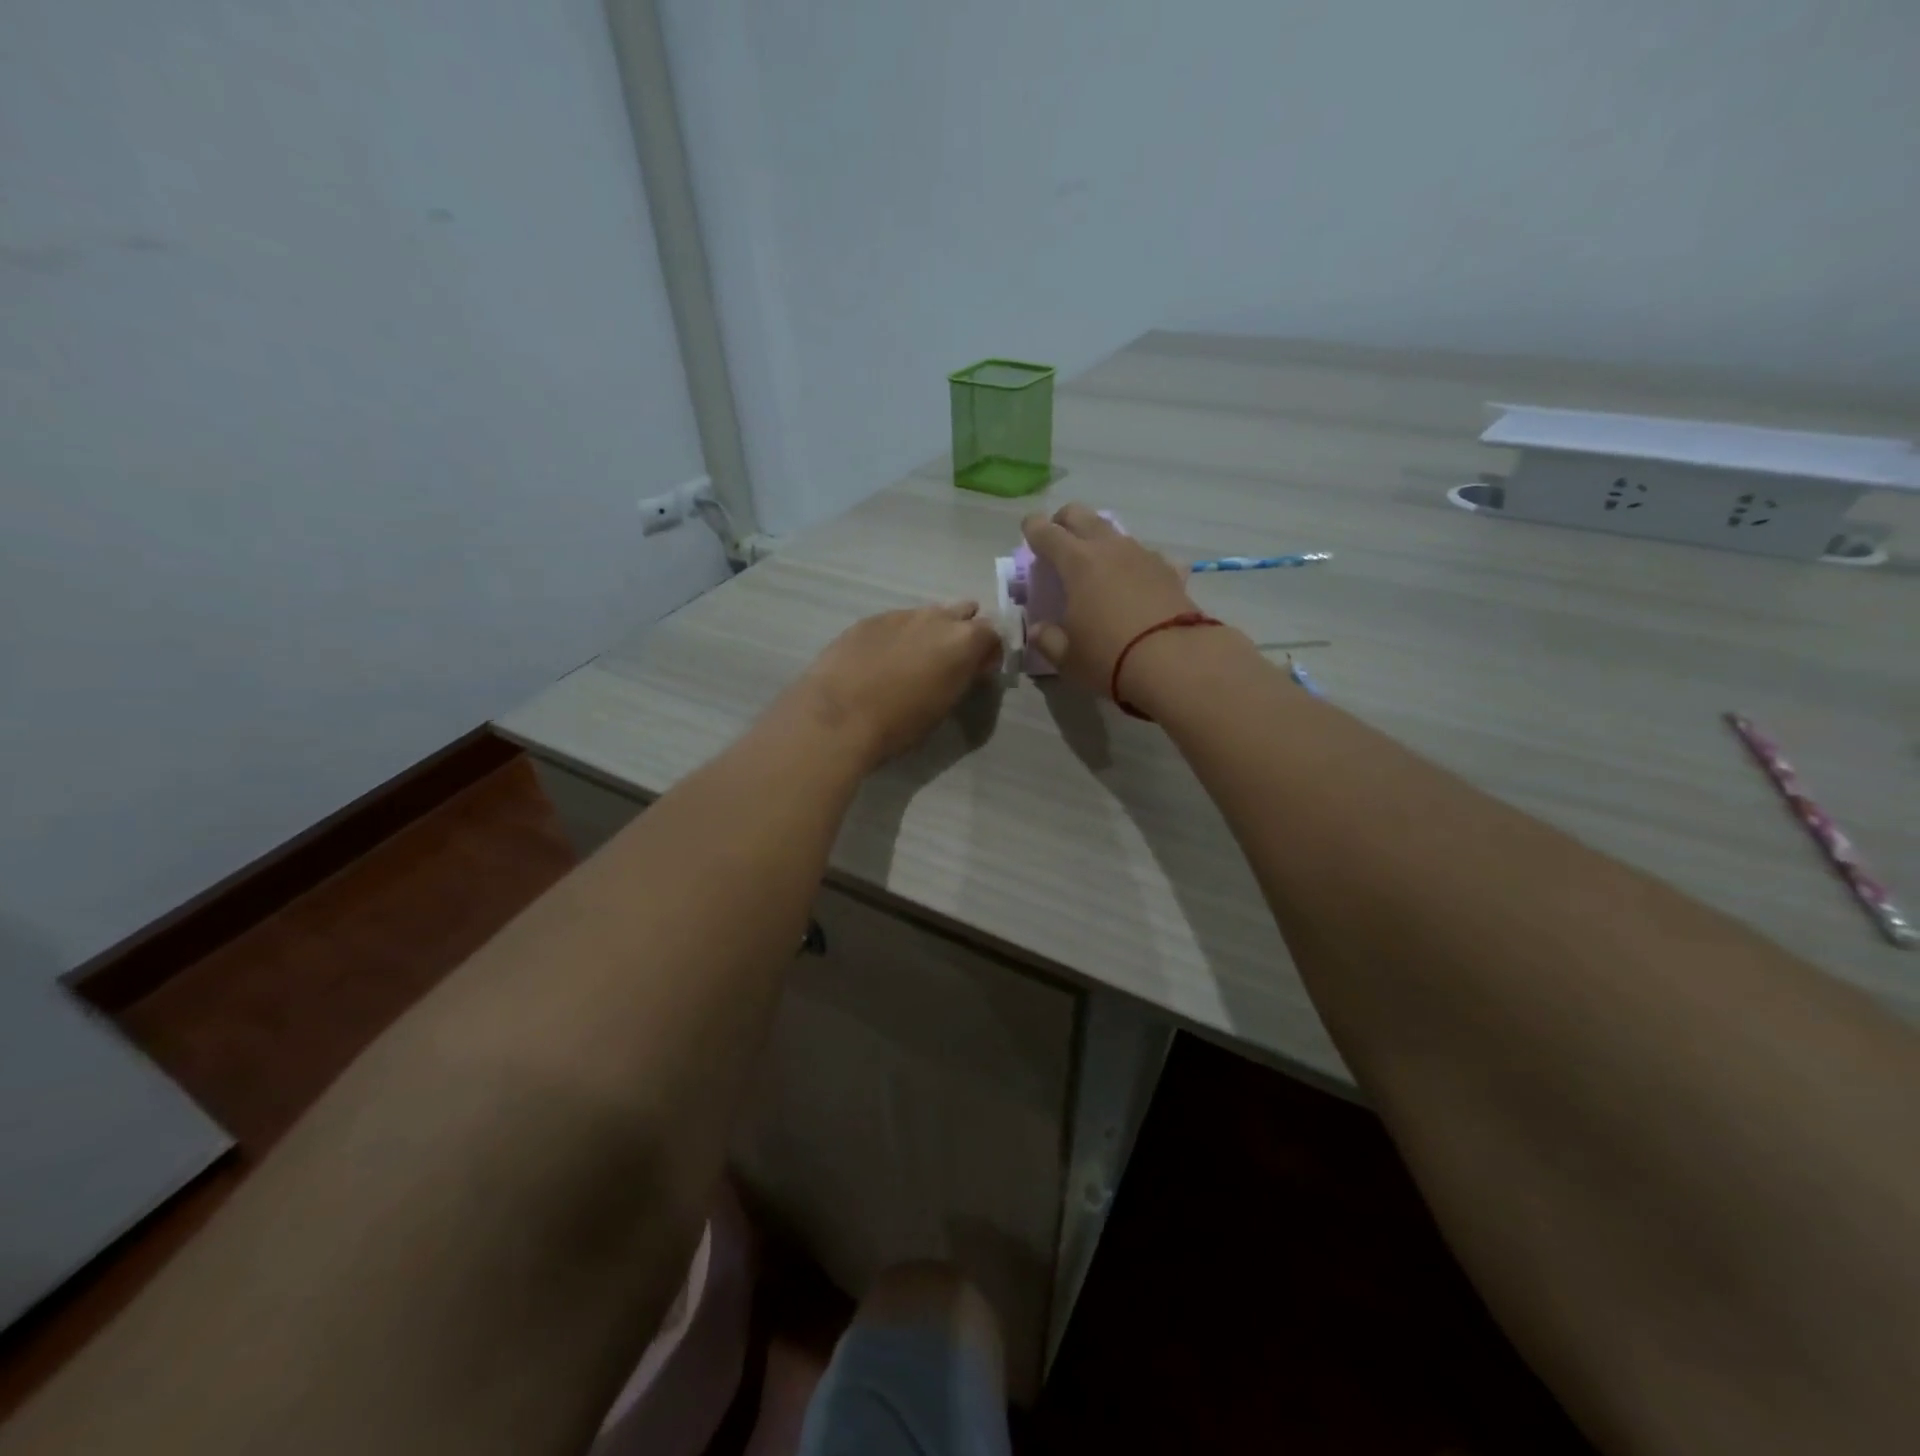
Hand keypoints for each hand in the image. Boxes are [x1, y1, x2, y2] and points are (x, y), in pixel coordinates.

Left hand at [786, 602, 1003, 768]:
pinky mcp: (868, 620)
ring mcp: (900, 614)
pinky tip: (882, 659)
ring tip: (915, 660)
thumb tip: (968, 667)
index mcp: (963, 640)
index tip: (980, 671)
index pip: (993, 632)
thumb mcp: (944, 706)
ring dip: (930, 631)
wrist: (837, 716)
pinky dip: (898, 635)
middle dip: (963, 631)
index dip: (990, 651)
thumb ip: (962, 678)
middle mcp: (936, 618)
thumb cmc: (900, 723)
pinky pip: (895, 622)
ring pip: (927, 615)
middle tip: (951, 660)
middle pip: (963, 612)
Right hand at [1020, 503, 1203, 698]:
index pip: (1047, 532)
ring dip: (1100, 540)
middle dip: (1065, 520)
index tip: (1028, 530)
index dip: (1033, 529)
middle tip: (1058, 536)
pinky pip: (1146, 557)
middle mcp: (1110, 548)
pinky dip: (1135, 564)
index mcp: (1077, 563)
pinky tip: (1137, 581)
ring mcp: (1143, 556)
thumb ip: (1048, 639)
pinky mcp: (1171, 571)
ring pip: (1115, 533)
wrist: (1177, 662)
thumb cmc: (1110, 657)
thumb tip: (1039, 629)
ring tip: (1096, 564)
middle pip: (1082, 516)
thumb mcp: (1067, 657)